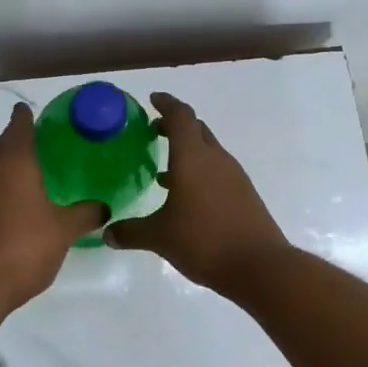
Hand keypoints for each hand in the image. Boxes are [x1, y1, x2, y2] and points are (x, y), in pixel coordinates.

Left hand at [0, 103, 107, 309]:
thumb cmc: (23, 247)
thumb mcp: (63, 230)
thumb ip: (85, 214)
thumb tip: (105, 207)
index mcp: (15, 162)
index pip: (19, 125)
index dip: (26, 116)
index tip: (33, 111)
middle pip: (1, 144)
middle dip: (16, 140)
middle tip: (40, 145)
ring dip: (5, 167)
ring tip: (29, 176)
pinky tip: (12, 207)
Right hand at [105, 93, 290, 293]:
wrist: (259, 266)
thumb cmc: (204, 241)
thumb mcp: (160, 237)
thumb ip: (131, 232)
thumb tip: (108, 233)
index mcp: (193, 157)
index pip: (180, 116)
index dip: (166, 104)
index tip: (152, 100)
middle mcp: (215, 159)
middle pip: (196, 129)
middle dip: (175, 126)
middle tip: (154, 132)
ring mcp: (234, 176)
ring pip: (208, 151)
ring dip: (188, 152)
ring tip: (164, 169)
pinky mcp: (244, 194)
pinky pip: (218, 171)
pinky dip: (200, 172)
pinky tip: (186, 197)